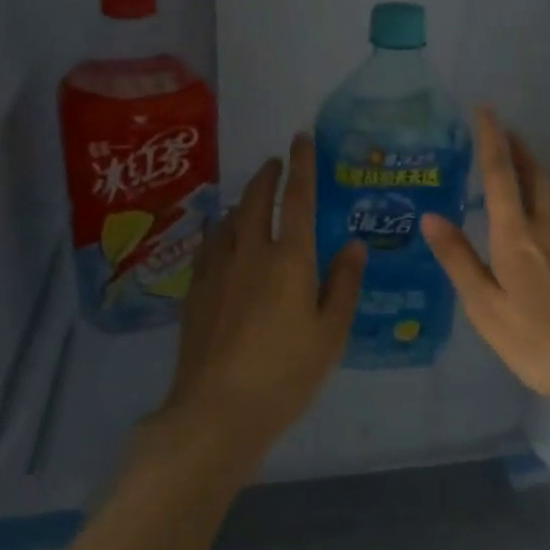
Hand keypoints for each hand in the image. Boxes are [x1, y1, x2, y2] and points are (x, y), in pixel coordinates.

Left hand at [154, 133, 366, 461]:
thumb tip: (353, 245)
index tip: (301, 138)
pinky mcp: (196, 290)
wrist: (217, 411)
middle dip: (268, 175)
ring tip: (251, 193)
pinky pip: (209, 244)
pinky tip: (219, 234)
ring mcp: (218, 269)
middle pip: (256, 200)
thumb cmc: (286, 374)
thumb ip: (343, 284)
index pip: (297, 198)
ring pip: (229, 219)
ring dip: (242, 199)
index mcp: (289, 259)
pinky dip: (219, 228)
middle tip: (276, 161)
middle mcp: (251, 252)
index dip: (302, 165)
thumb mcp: (330, 333)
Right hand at [421, 108, 549, 422]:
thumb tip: (431, 216)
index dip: (491, 140)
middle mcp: (549, 229)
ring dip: (536, 171)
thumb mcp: (485, 307)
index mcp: (517, 237)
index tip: (486, 110)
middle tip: (504, 129)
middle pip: (534, 175)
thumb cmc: (535, 344)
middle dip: (518, 147)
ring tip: (522, 164)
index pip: (501, 175)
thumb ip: (459, 259)